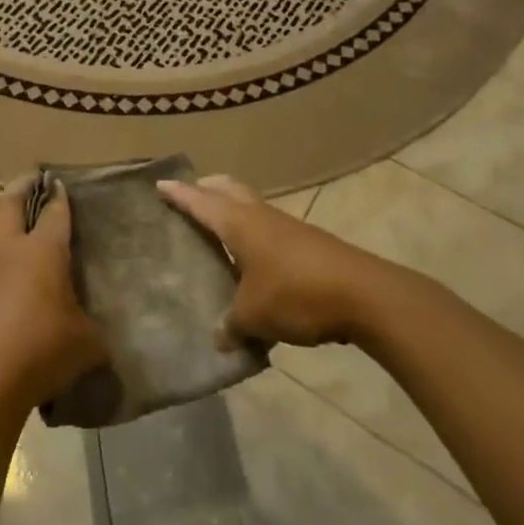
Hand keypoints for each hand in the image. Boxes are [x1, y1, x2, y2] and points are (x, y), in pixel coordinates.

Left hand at [0, 178, 109, 418]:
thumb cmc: (43, 348)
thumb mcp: (88, 344)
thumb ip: (97, 332)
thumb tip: (100, 337)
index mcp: (43, 251)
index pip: (54, 211)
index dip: (60, 195)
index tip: (62, 183)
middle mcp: (13, 253)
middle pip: (8, 203)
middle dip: (21, 187)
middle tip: (34, 181)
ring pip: (1, 241)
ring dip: (16, 236)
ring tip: (41, 255)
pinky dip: (11, 275)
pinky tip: (28, 301)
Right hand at [158, 175, 382, 347]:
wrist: (364, 295)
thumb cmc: (296, 294)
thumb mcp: (255, 316)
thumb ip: (232, 325)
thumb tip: (219, 339)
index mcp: (238, 223)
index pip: (200, 201)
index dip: (179, 194)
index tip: (159, 185)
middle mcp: (259, 216)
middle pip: (228, 188)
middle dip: (207, 188)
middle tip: (189, 198)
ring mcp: (286, 226)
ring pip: (250, 205)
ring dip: (231, 209)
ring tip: (216, 230)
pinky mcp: (306, 242)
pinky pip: (268, 227)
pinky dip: (252, 233)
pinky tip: (251, 260)